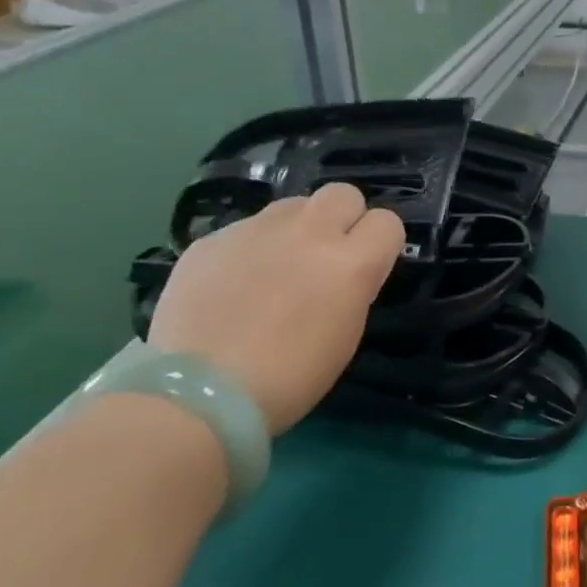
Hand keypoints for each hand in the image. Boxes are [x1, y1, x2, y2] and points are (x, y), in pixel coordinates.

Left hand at [147, 183, 403, 432]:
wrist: (199, 393)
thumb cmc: (290, 377)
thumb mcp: (346, 333)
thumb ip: (352, 286)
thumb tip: (343, 270)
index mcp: (352, 262)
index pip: (387, 222)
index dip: (379, 242)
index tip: (366, 265)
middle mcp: (310, 233)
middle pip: (344, 193)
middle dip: (343, 217)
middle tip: (326, 253)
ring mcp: (257, 230)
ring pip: (293, 205)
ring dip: (296, 228)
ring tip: (276, 266)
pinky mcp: (213, 238)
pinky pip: (246, 229)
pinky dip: (250, 249)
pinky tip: (233, 285)